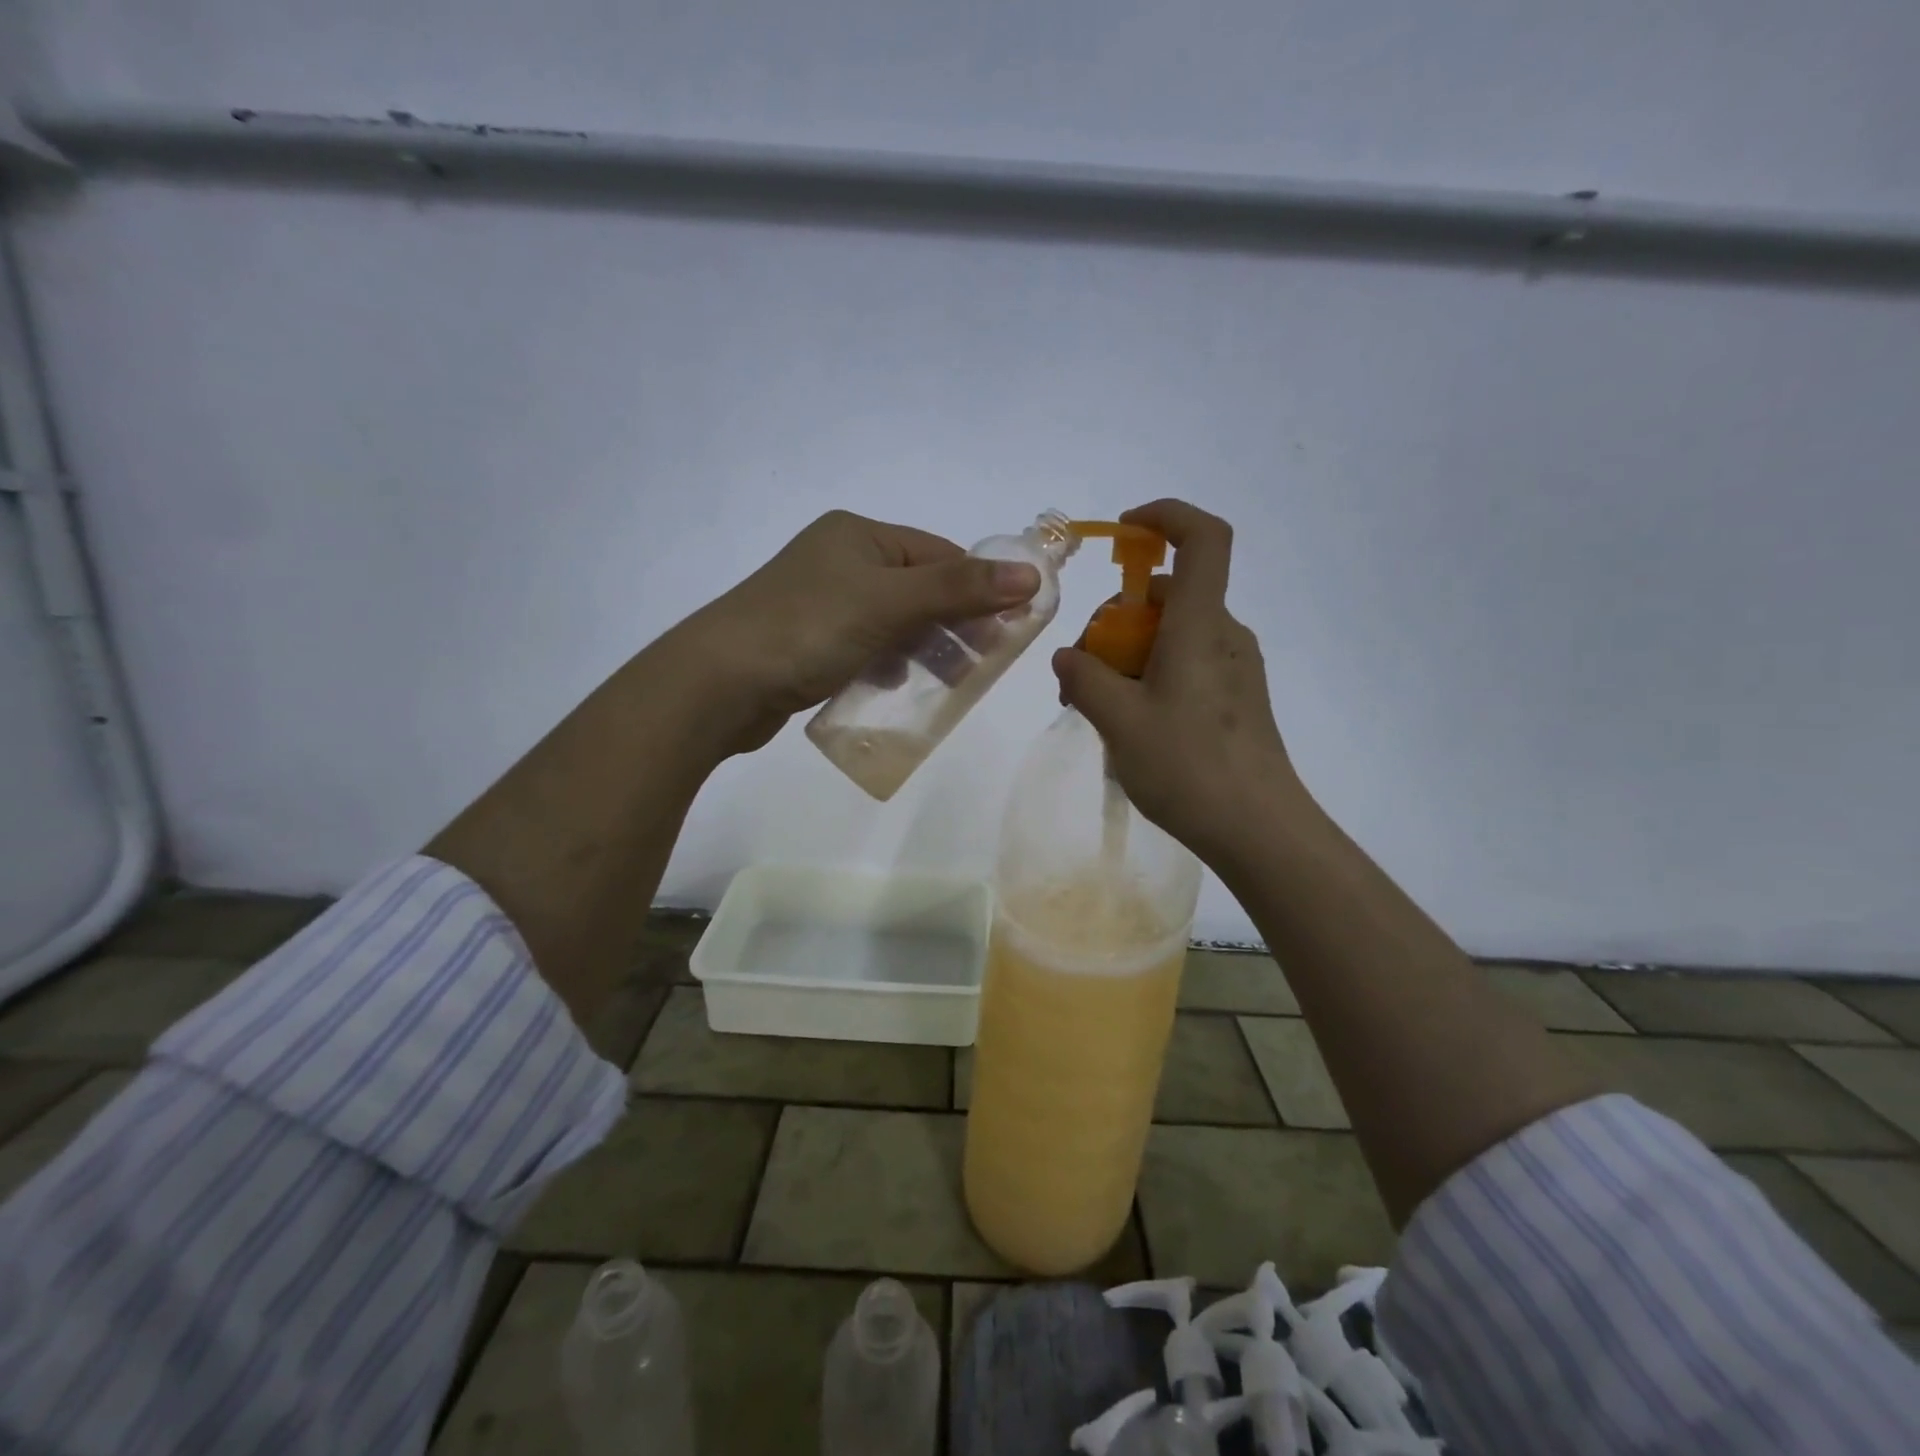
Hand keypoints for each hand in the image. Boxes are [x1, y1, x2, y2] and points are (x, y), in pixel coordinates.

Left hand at [667, 510, 1040, 754]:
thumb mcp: (890, 602)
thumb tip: (1032, 575)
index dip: (977, 589)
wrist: (718, 682)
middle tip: (981, 664)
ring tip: (945, 682)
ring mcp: (822, 602)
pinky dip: (886, 665)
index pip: (939, 555)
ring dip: (922, 650)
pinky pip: (866, 648)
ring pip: (894, 623)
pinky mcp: (809, 641)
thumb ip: (959, 588)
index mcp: (859, 535)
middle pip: (919, 589)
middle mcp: (840, 560)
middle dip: (953, 625)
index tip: (1006, 630)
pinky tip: (889, 687)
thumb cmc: (809, 628)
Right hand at [1051, 499, 1301, 861]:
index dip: (1165, 517)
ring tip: (1098, 708)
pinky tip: (1131, 723)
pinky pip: (1186, 662)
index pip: (1202, 538)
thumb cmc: (1189, 767)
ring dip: (1128, 654)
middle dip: (1115, 621)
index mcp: (1200, 625)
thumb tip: (1068, 656)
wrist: (1259, 829)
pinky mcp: (1237, 695)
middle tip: (1081, 674)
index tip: (1123, 533)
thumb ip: (1085, 678)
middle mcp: (1223, 633)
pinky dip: (1151, 674)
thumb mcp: (1119, 722)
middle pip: (1166, 595)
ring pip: (1171, 633)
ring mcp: (1234, 665)